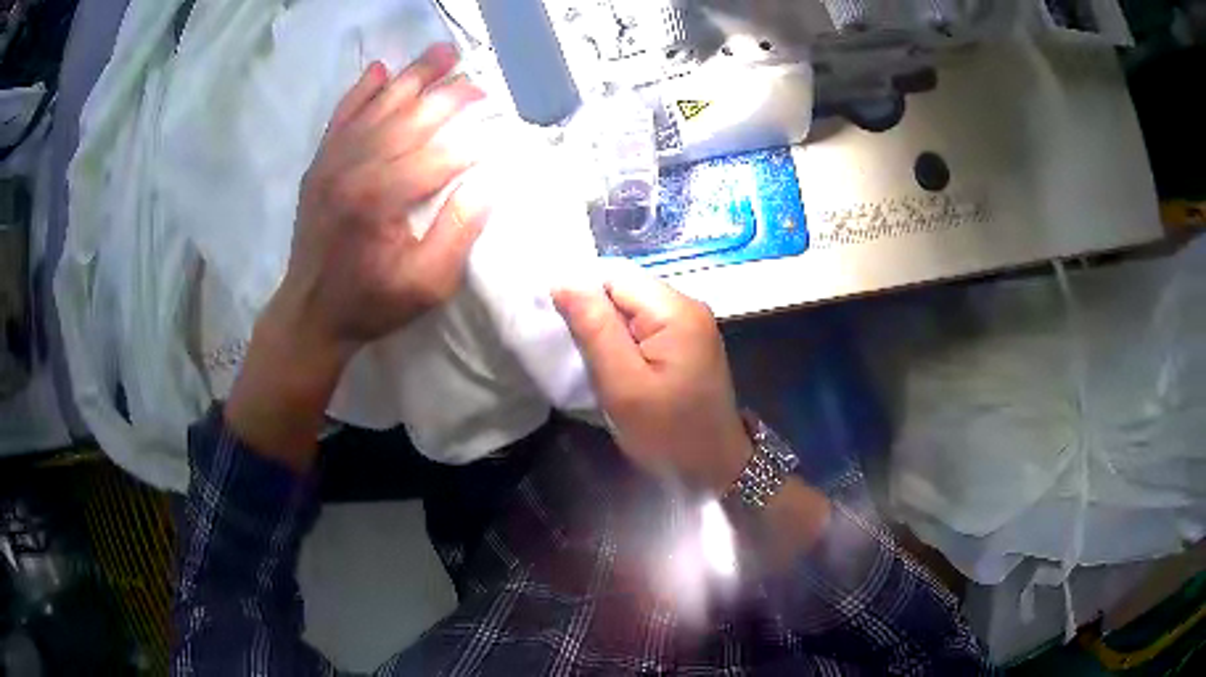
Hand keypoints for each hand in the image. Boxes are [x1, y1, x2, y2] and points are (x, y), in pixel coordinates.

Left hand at [276, 43, 491, 361]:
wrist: (310, 313)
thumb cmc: (371, 303)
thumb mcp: (426, 285)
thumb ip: (457, 232)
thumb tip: (488, 183)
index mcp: (380, 199)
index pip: (438, 155)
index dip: (473, 143)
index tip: (499, 133)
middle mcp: (353, 168)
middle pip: (410, 118)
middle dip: (450, 96)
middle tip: (480, 84)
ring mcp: (331, 162)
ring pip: (379, 106)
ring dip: (414, 76)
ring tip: (443, 52)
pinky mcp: (319, 164)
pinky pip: (342, 116)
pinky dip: (361, 90)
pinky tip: (380, 69)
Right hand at [553, 270, 752, 493]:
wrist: (714, 467)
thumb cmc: (668, 432)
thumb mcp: (623, 385)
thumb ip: (594, 329)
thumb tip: (563, 281)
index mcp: (675, 310)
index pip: (614, 276)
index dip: (582, 296)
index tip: (564, 331)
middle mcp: (688, 305)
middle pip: (625, 288)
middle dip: (595, 314)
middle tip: (578, 352)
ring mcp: (691, 323)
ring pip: (632, 307)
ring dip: (608, 329)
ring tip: (595, 361)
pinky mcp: (688, 340)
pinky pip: (645, 324)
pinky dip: (625, 340)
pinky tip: (618, 365)